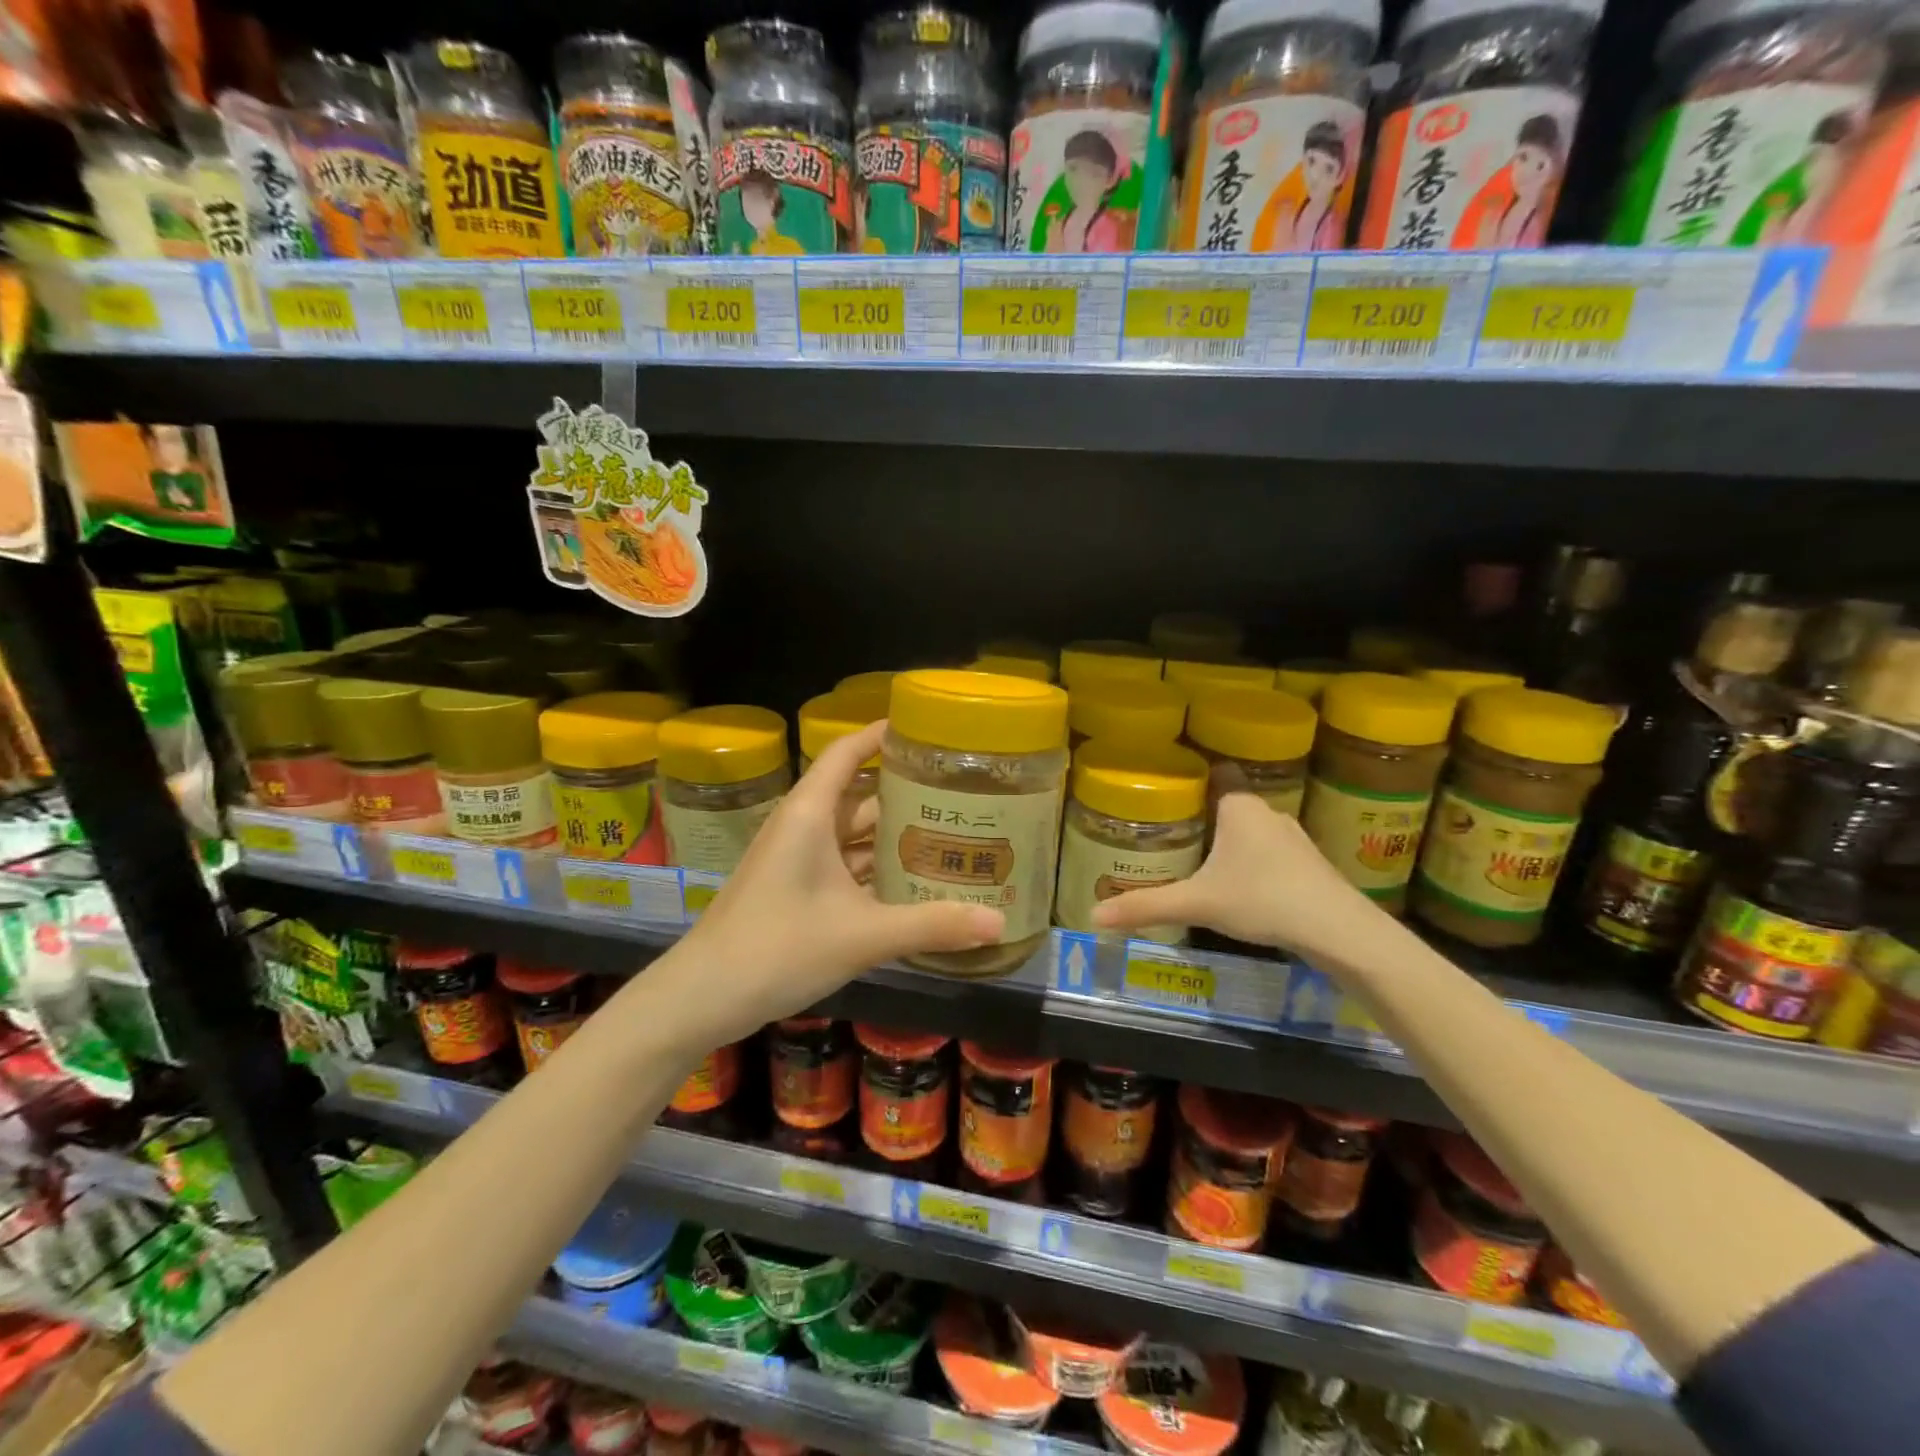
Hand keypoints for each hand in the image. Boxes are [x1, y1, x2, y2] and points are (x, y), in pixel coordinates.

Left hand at [660, 721, 1002, 1045]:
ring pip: (851, 834)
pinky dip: (874, 868)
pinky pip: (842, 865)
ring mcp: (795, 859)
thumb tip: (999, 922)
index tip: (925, 729)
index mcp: (809, 813)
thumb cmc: (778, 948)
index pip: (846, 752)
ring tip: (947, 834)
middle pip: (859, 794)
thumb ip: (932, 926)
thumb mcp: (862, 935)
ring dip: (892, 835)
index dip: (881, 734)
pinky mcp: (793, 889)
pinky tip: (911, 883)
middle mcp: (802, 826)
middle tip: (959, 793)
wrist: (702, 997)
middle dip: (904, 793)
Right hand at [1090, 791, 1380, 959]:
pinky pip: (1268, 850)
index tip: (1164, 786)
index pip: (1215, 772)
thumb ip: (1146, 907)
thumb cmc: (1263, 900)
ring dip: (1228, 839)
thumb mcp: (1198, 903)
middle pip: (1228, 802)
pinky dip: (1250, 859)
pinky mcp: (1308, 863)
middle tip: (1168, 829)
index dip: (1191, 776)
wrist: (1340, 931)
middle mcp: (1267, 812)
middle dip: (1201, 814)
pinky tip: (1238, 883)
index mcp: (1240, 806)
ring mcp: (1292, 837)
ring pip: (1250, 828)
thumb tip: (1094, 918)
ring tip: (1196, 855)